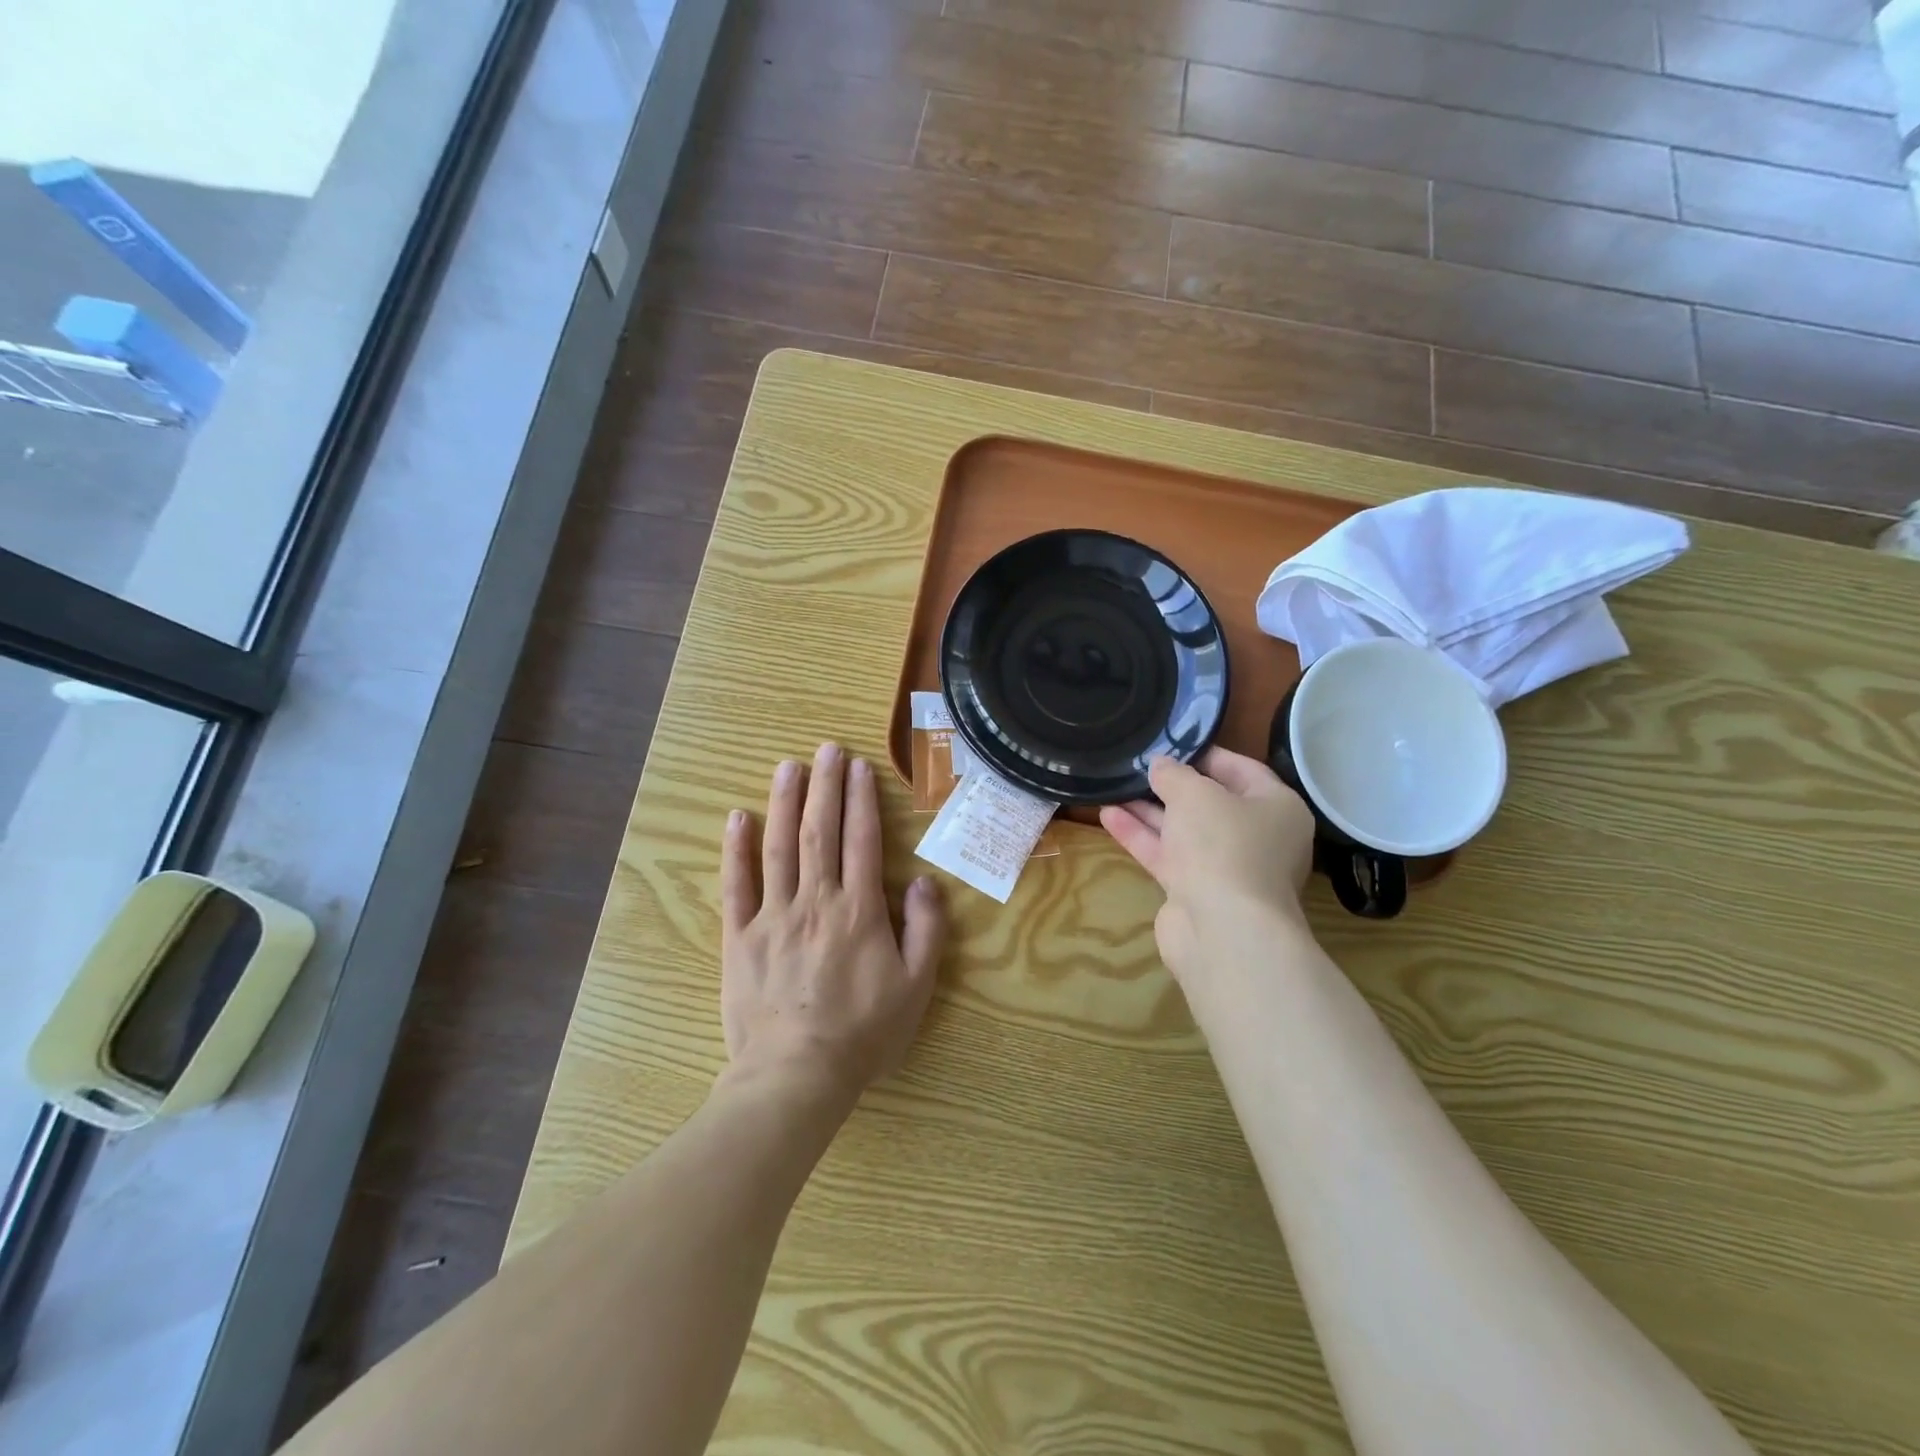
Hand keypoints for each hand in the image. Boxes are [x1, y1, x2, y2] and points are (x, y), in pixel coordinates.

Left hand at [720, 743, 945, 1102]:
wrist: (796, 1076)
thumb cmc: (863, 1033)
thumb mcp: (916, 986)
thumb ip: (927, 929)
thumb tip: (924, 881)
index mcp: (859, 910)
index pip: (862, 840)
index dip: (861, 800)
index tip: (859, 767)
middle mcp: (816, 901)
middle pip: (821, 831)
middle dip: (825, 786)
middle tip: (827, 749)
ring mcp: (773, 916)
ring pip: (779, 846)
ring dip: (785, 802)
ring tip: (789, 766)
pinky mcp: (740, 937)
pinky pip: (736, 885)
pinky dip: (736, 849)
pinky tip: (738, 817)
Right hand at [1099, 747, 1316, 985]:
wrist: (1223, 930)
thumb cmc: (1223, 845)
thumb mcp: (1195, 794)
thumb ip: (1174, 774)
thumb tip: (1160, 765)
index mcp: (1277, 808)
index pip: (1241, 769)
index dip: (1204, 753)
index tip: (1168, 743)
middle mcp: (1257, 837)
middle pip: (1210, 802)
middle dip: (1171, 785)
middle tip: (1137, 765)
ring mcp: (1226, 867)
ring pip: (1184, 830)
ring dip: (1149, 810)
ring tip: (1114, 786)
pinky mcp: (1196, 891)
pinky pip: (1168, 855)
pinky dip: (1141, 836)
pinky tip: (1108, 816)